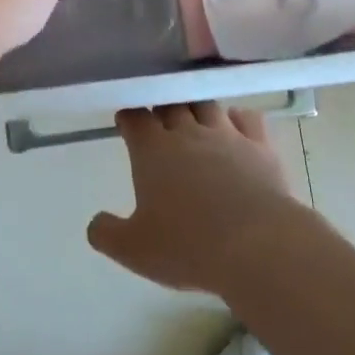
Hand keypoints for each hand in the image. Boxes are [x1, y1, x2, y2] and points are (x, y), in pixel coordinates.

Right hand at [87, 103, 303, 294]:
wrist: (256, 246)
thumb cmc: (187, 246)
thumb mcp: (134, 250)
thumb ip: (107, 233)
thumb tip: (95, 223)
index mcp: (152, 150)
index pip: (135, 117)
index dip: (129, 117)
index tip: (126, 122)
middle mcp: (187, 132)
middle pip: (171, 104)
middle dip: (161, 107)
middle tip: (159, 119)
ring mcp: (226, 135)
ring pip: (207, 104)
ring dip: (197, 107)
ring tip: (194, 115)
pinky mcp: (259, 145)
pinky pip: (247, 118)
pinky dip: (238, 117)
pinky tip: (236, 123)